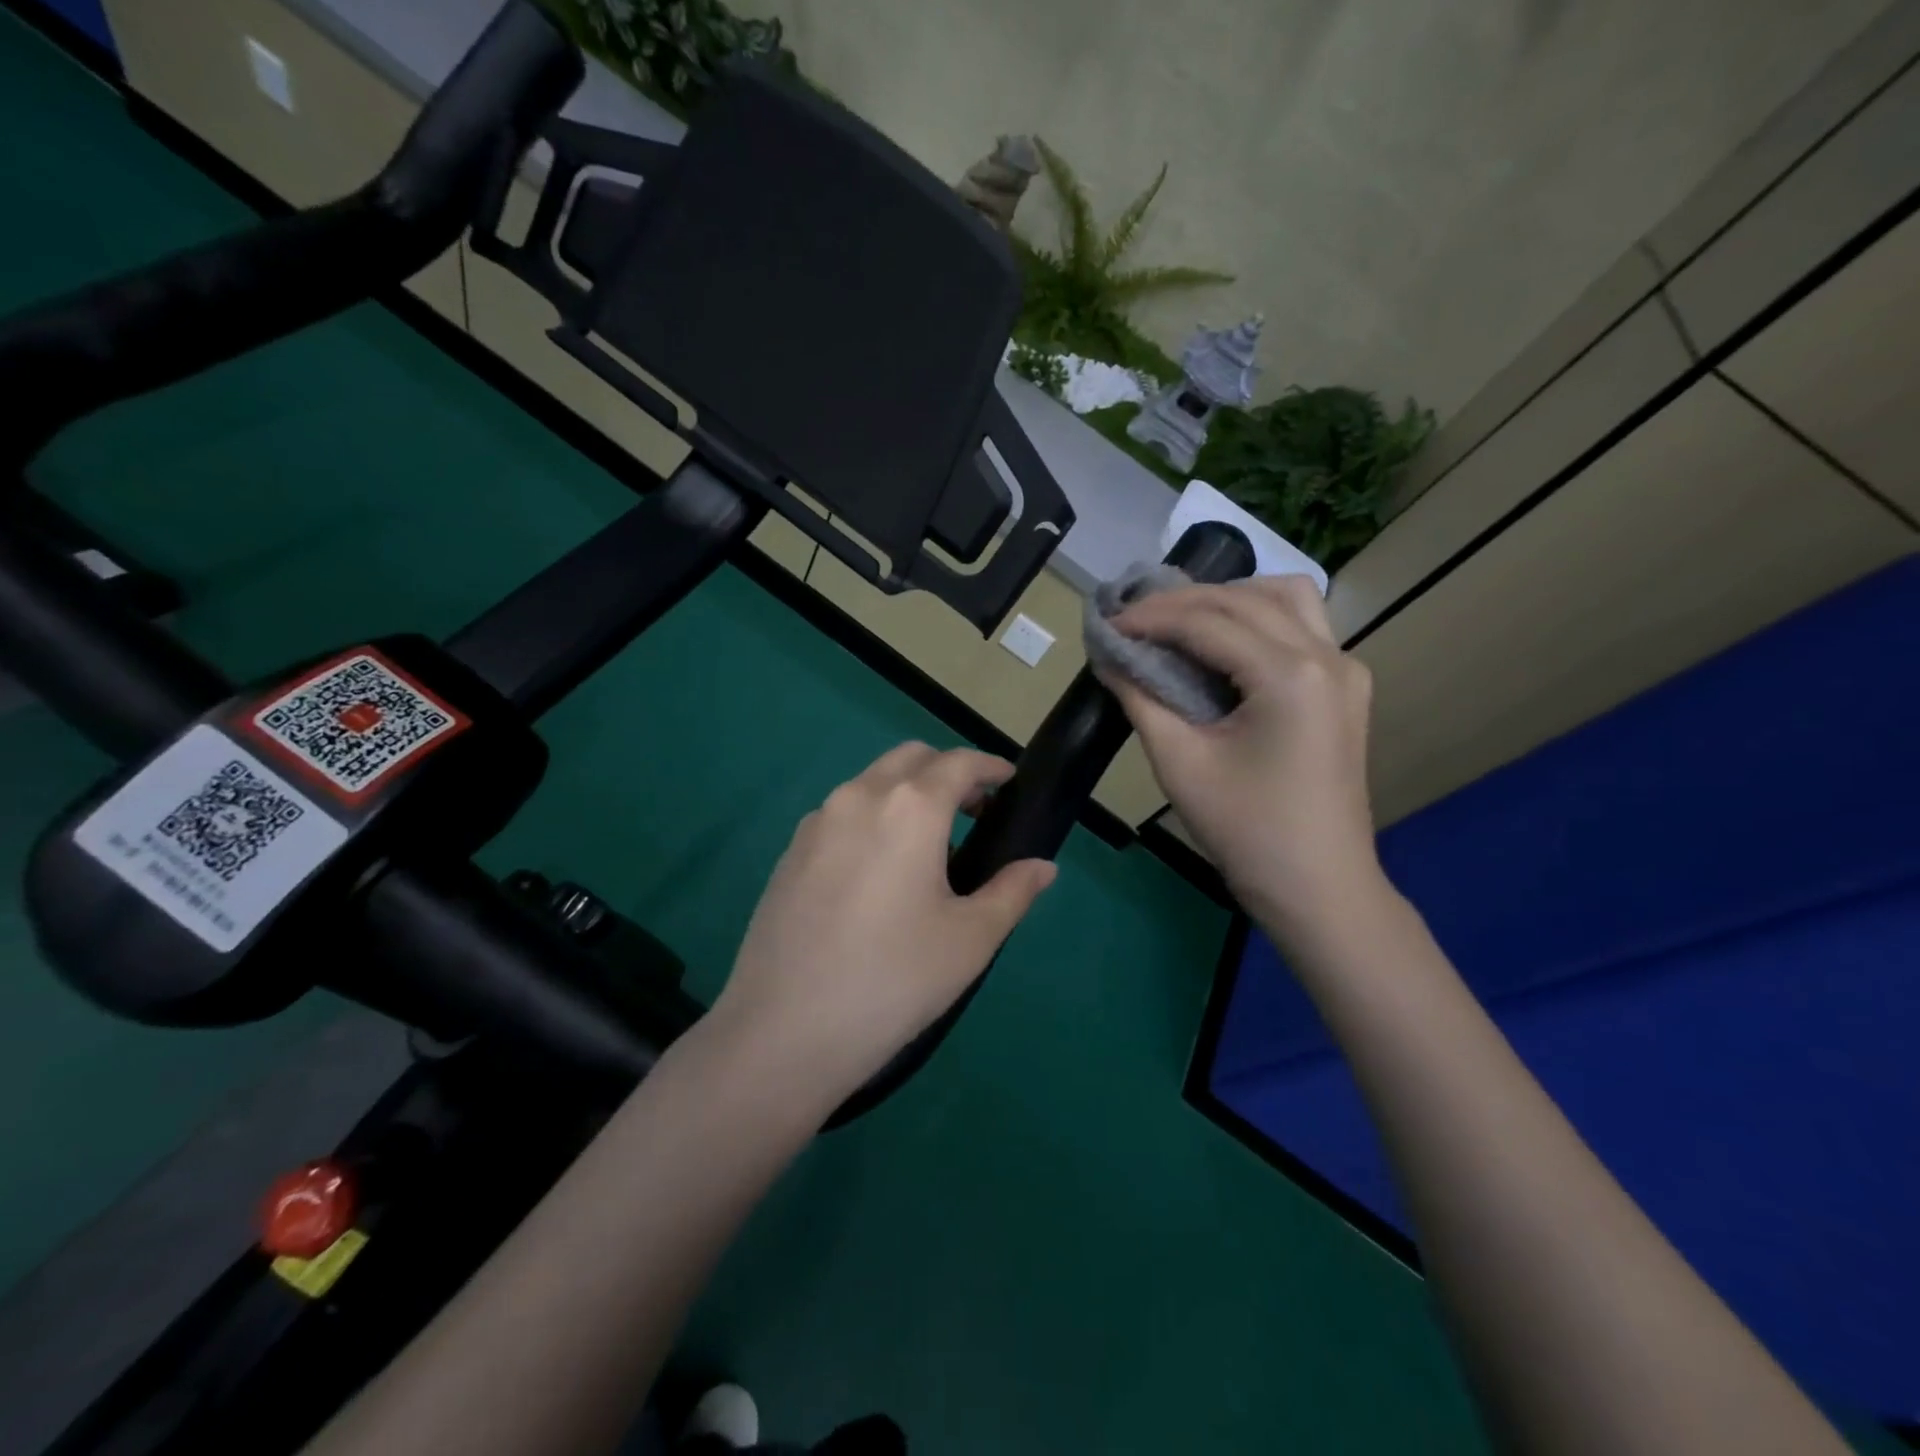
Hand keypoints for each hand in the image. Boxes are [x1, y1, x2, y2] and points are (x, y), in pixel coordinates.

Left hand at [710, 743, 1055, 1107]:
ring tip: (928, 848)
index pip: (959, 763)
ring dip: (907, 793)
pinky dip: (872, 818)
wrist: (784, 1030)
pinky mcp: (789, 852)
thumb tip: (1042, 867)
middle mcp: (859, 797)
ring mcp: (817, 822)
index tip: (1010, 781)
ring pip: (871, 783)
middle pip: (911, 759)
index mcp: (909, 807)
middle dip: (948, 771)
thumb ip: (1012, 892)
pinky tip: (878, 873)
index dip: (990, 766)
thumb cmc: (894, 979)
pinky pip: (841, 814)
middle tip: (975, 812)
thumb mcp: (969, 939)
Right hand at [1099, 576, 1383, 928]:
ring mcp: (1346, 669)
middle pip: (1246, 599)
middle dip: (1183, 601)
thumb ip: (1139, 698)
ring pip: (1286, 598)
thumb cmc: (1245, 831)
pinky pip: (1302, 626)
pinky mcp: (1346, 687)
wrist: (1318, 887)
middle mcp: (1327, 656)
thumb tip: (1110, 656)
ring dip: (1228, 598)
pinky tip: (1223, 642)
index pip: (1208, 621)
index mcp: (1289, 675)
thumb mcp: (1179, 763)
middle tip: (1132, 619)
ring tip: (1179, 621)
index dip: (1150, 618)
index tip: (1107, 624)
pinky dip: (1258, 618)